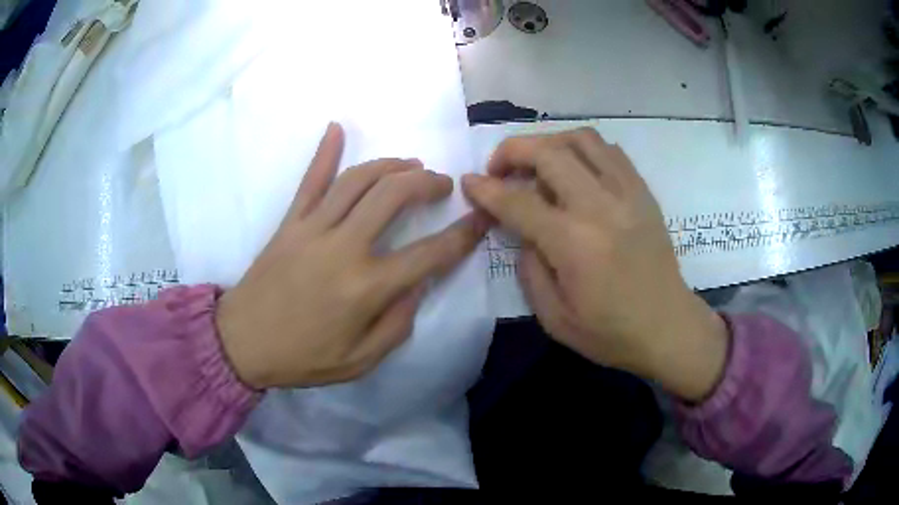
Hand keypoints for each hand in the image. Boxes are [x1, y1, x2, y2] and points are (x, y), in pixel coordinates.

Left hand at [216, 123, 488, 389]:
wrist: (241, 343)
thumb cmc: (302, 358)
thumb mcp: (360, 362)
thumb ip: (396, 325)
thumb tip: (416, 286)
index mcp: (366, 289)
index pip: (429, 255)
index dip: (463, 235)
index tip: (481, 218)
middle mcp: (343, 248)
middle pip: (394, 196)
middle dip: (427, 182)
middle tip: (442, 183)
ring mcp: (313, 229)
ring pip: (358, 180)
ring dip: (390, 165)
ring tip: (410, 165)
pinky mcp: (290, 222)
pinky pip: (309, 181)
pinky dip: (324, 152)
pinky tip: (336, 128)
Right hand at [462, 128, 727, 401]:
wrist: (667, 327)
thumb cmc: (611, 332)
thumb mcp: (554, 318)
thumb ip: (529, 269)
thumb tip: (523, 231)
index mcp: (575, 244)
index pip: (519, 202)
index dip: (486, 189)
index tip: (469, 182)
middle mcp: (601, 207)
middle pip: (548, 153)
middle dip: (512, 151)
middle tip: (499, 169)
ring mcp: (627, 193)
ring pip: (581, 139)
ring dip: (548, 142)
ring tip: (536, 163)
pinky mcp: (643, 191)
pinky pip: (608, 150)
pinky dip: (581, 149)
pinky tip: (573, 169)